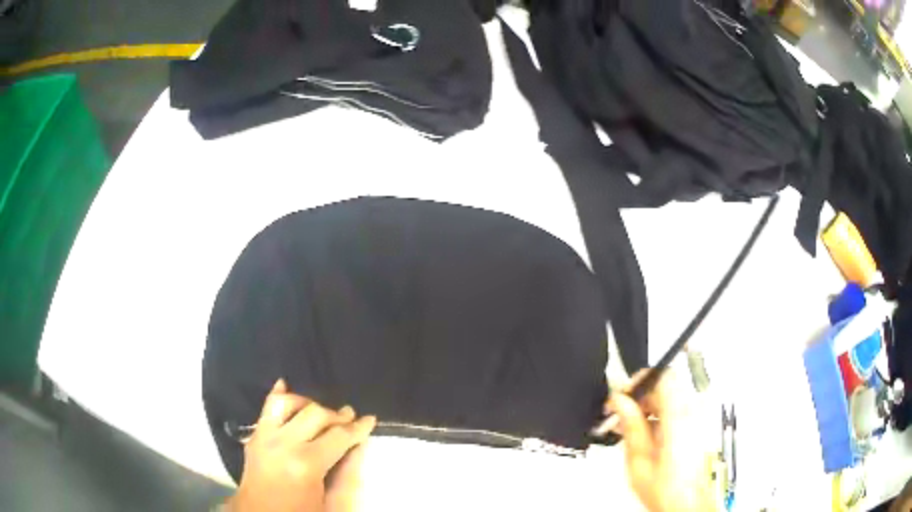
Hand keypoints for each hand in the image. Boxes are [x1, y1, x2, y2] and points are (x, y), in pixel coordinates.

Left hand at [225, 379, 375, 511]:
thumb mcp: (331, 503)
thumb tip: (358, 447)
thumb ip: (346, 475)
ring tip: (322, 413)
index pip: (338, 436)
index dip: (357, 428)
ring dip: (308, 404)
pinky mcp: (254, 437)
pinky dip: (277, 395)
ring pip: (288, 403)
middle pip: (315, 414)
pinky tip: (284, 385)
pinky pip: (265, 408)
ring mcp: (264, 437)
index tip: (369, 420)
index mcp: (306, 464)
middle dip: (337, 415)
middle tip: (350, 418)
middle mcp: (283, 443)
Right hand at [604, 369, 715, 511]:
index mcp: (679, 418)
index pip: (663, 376)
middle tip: (620, 415)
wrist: (686, 503)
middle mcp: (693, 412)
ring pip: (670, 396)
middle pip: (666, 385)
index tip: (621, 397)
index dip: (639, 381)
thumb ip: (631, 426)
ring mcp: (698, 418)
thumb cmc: (666, 489)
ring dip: (648, 406)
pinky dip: (659, 414)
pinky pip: (677, 407)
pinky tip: (645, 434)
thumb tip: (620, 402)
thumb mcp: (639, 460)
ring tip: (629, 428)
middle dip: (640, 396)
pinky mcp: (698, 425)